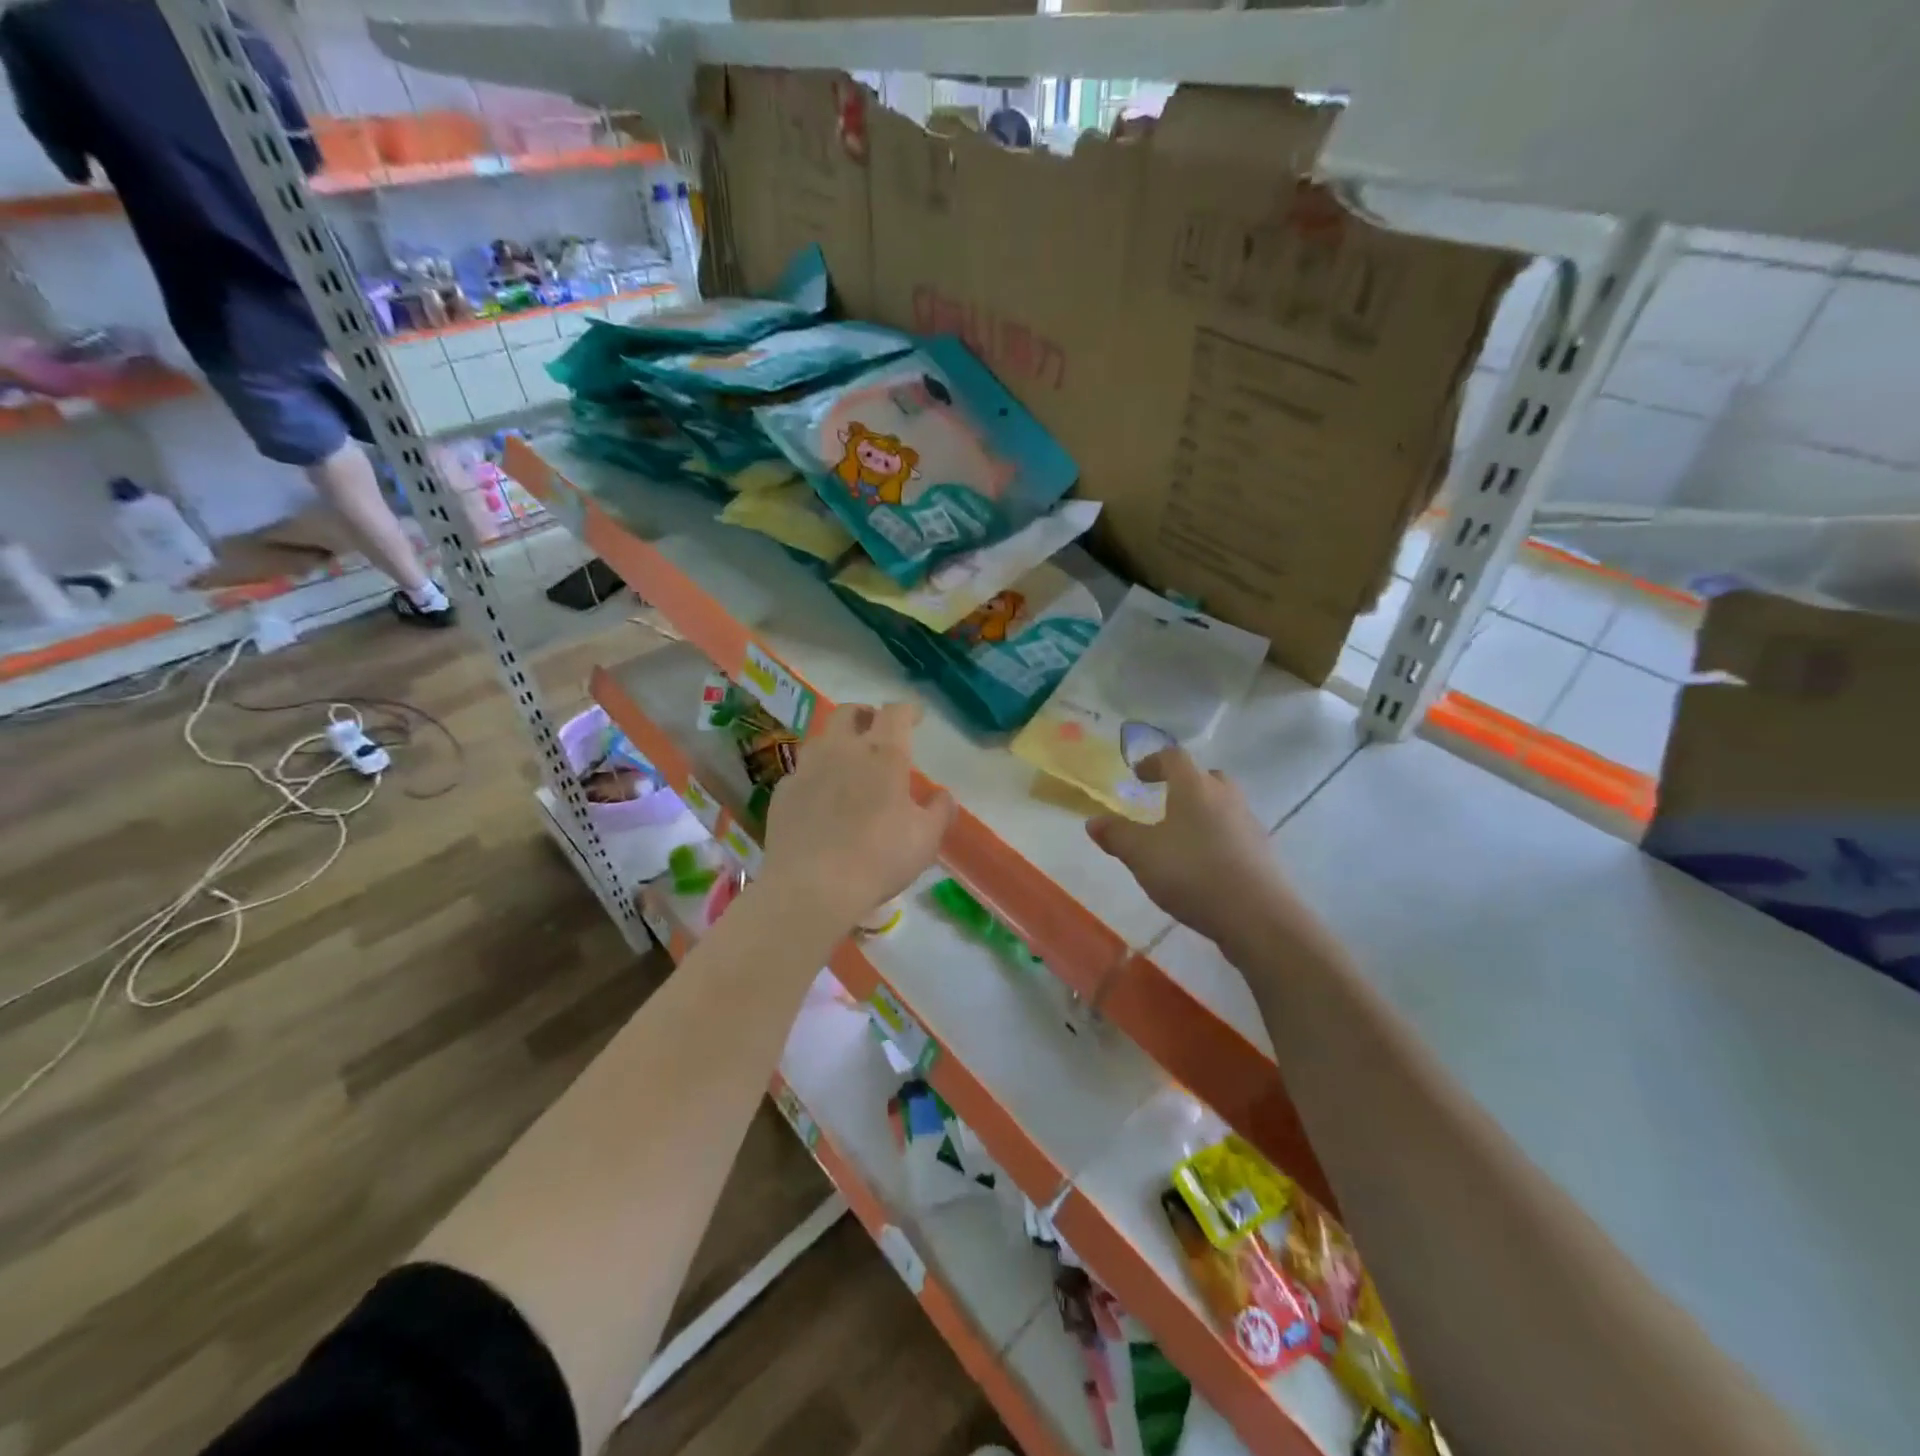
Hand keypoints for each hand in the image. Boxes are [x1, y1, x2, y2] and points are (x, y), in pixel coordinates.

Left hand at [760, 701, 954, 929]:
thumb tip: (944, 795)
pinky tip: (820, 796)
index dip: (908, 710)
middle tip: (876, 728)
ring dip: (837, 740)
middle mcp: (842, 750)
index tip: (916, 717)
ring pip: (821, 737)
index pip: (896, 713)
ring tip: (847, 760)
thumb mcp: (926, 839)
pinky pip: (801, 771)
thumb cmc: (879, 858)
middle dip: (866, 714)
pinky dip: (815, 775)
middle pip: (849, 712)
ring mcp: (807, 769)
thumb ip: (940, 811)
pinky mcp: (783, 792)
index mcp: (883, 754)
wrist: (812, 886)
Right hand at [1085, 747, 1287, 949]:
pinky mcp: (1262, 852)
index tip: (1138, 775)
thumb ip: (1116, 834)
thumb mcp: (1141, 854)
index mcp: (1194, 787)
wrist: (1258, 916)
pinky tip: (1203, 864)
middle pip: (1205, 778)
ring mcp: (1249, 823)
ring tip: (1181, 837)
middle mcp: (1225, 796)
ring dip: (1202, 812)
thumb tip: (1093, 821)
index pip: (1174, 757)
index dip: (1154, 762)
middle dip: (1184, 785)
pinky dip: (1217, 838)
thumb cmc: (1192, 873)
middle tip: (1164, 802)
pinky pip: (1234, 832)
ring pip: (1222, 805)